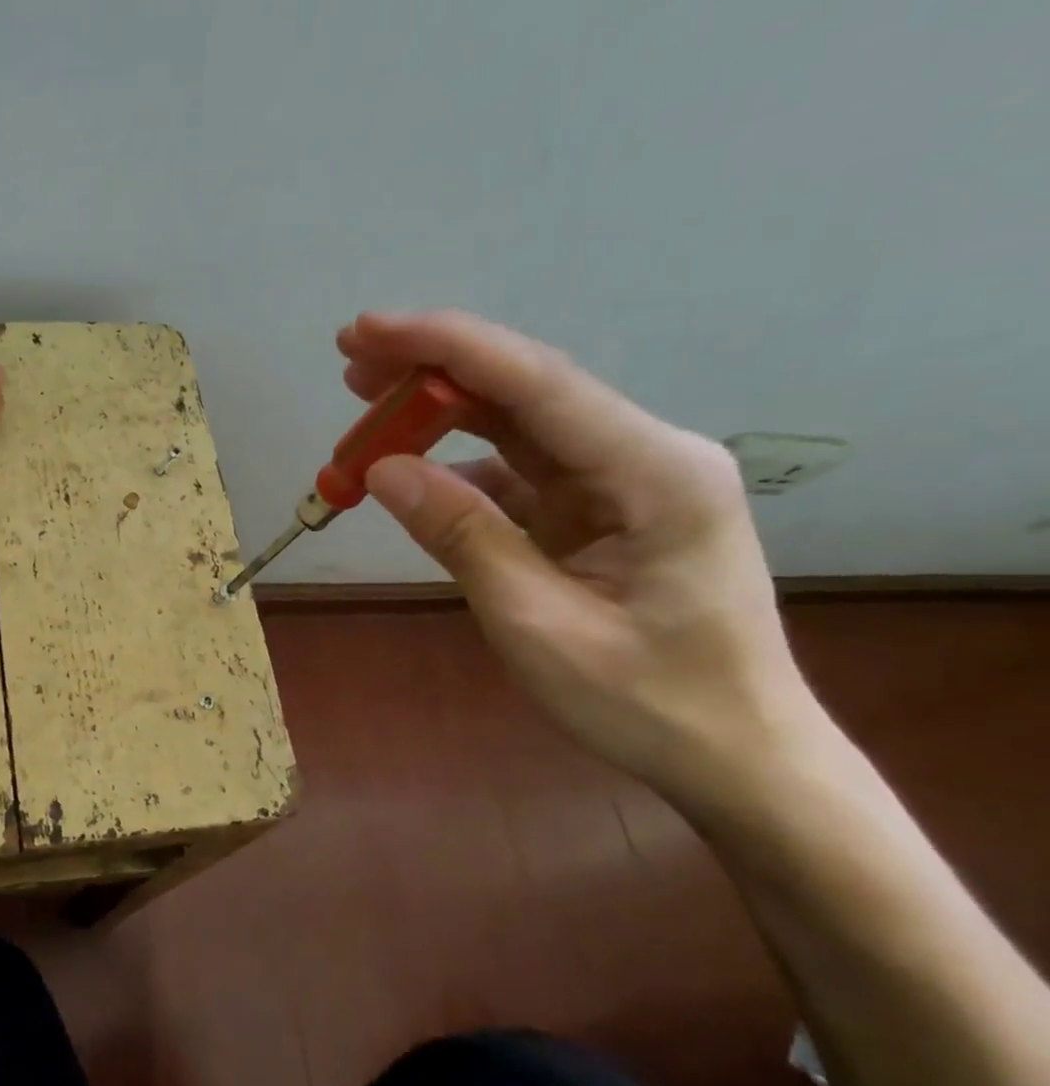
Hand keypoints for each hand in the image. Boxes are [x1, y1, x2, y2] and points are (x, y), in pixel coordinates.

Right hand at [339, 309, 815, 806]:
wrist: (734, 756)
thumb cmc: (648, 701)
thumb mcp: (536, 624)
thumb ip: (463, 536)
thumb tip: (384, 470)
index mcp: (655, 472)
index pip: (536, 385)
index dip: (445, 348)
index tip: (366, 330)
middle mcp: (645, 456)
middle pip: (525, 392)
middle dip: (435, 372)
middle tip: (351, 360)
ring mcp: (622, 482)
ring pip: (517, 428)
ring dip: (439, 418)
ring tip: (363, 414)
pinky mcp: (600, 511)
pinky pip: (519, 474)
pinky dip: (458, 472)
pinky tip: (412, 477)